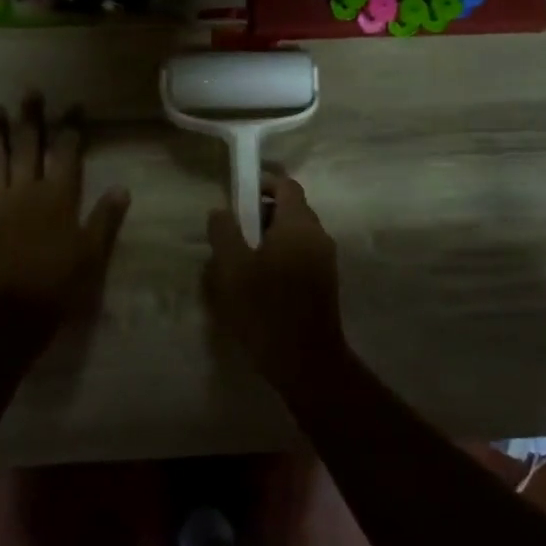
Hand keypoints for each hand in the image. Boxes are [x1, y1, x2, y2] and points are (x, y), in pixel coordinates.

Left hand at [0, 94, 130, 321]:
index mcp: (57, 198)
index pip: (66, 153)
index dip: (71, 127)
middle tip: (31, 92)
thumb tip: (122, 187)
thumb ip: (105, 219)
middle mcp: (26, 191)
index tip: (75, 106)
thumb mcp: (91, 255)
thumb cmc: (56, 286)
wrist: (6, 314)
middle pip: (28, 146)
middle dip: (31, 118)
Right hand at [205, 172, 348, 378]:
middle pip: (292, 208)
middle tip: (234, 231)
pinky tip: (260, 280)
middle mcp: (318, 236)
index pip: (286, 185)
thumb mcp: (232, 268)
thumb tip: (221, 211)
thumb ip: (224, 232)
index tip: (238, 196)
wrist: (305, 361)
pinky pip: (301, 254)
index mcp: (298, 224)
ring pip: (296, 234)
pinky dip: (282, 255)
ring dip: (271, 236)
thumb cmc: (265, 308)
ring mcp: (325, 260)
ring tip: (243, 259)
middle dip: (262, 213)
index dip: (262, 184)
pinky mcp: (325, 282)